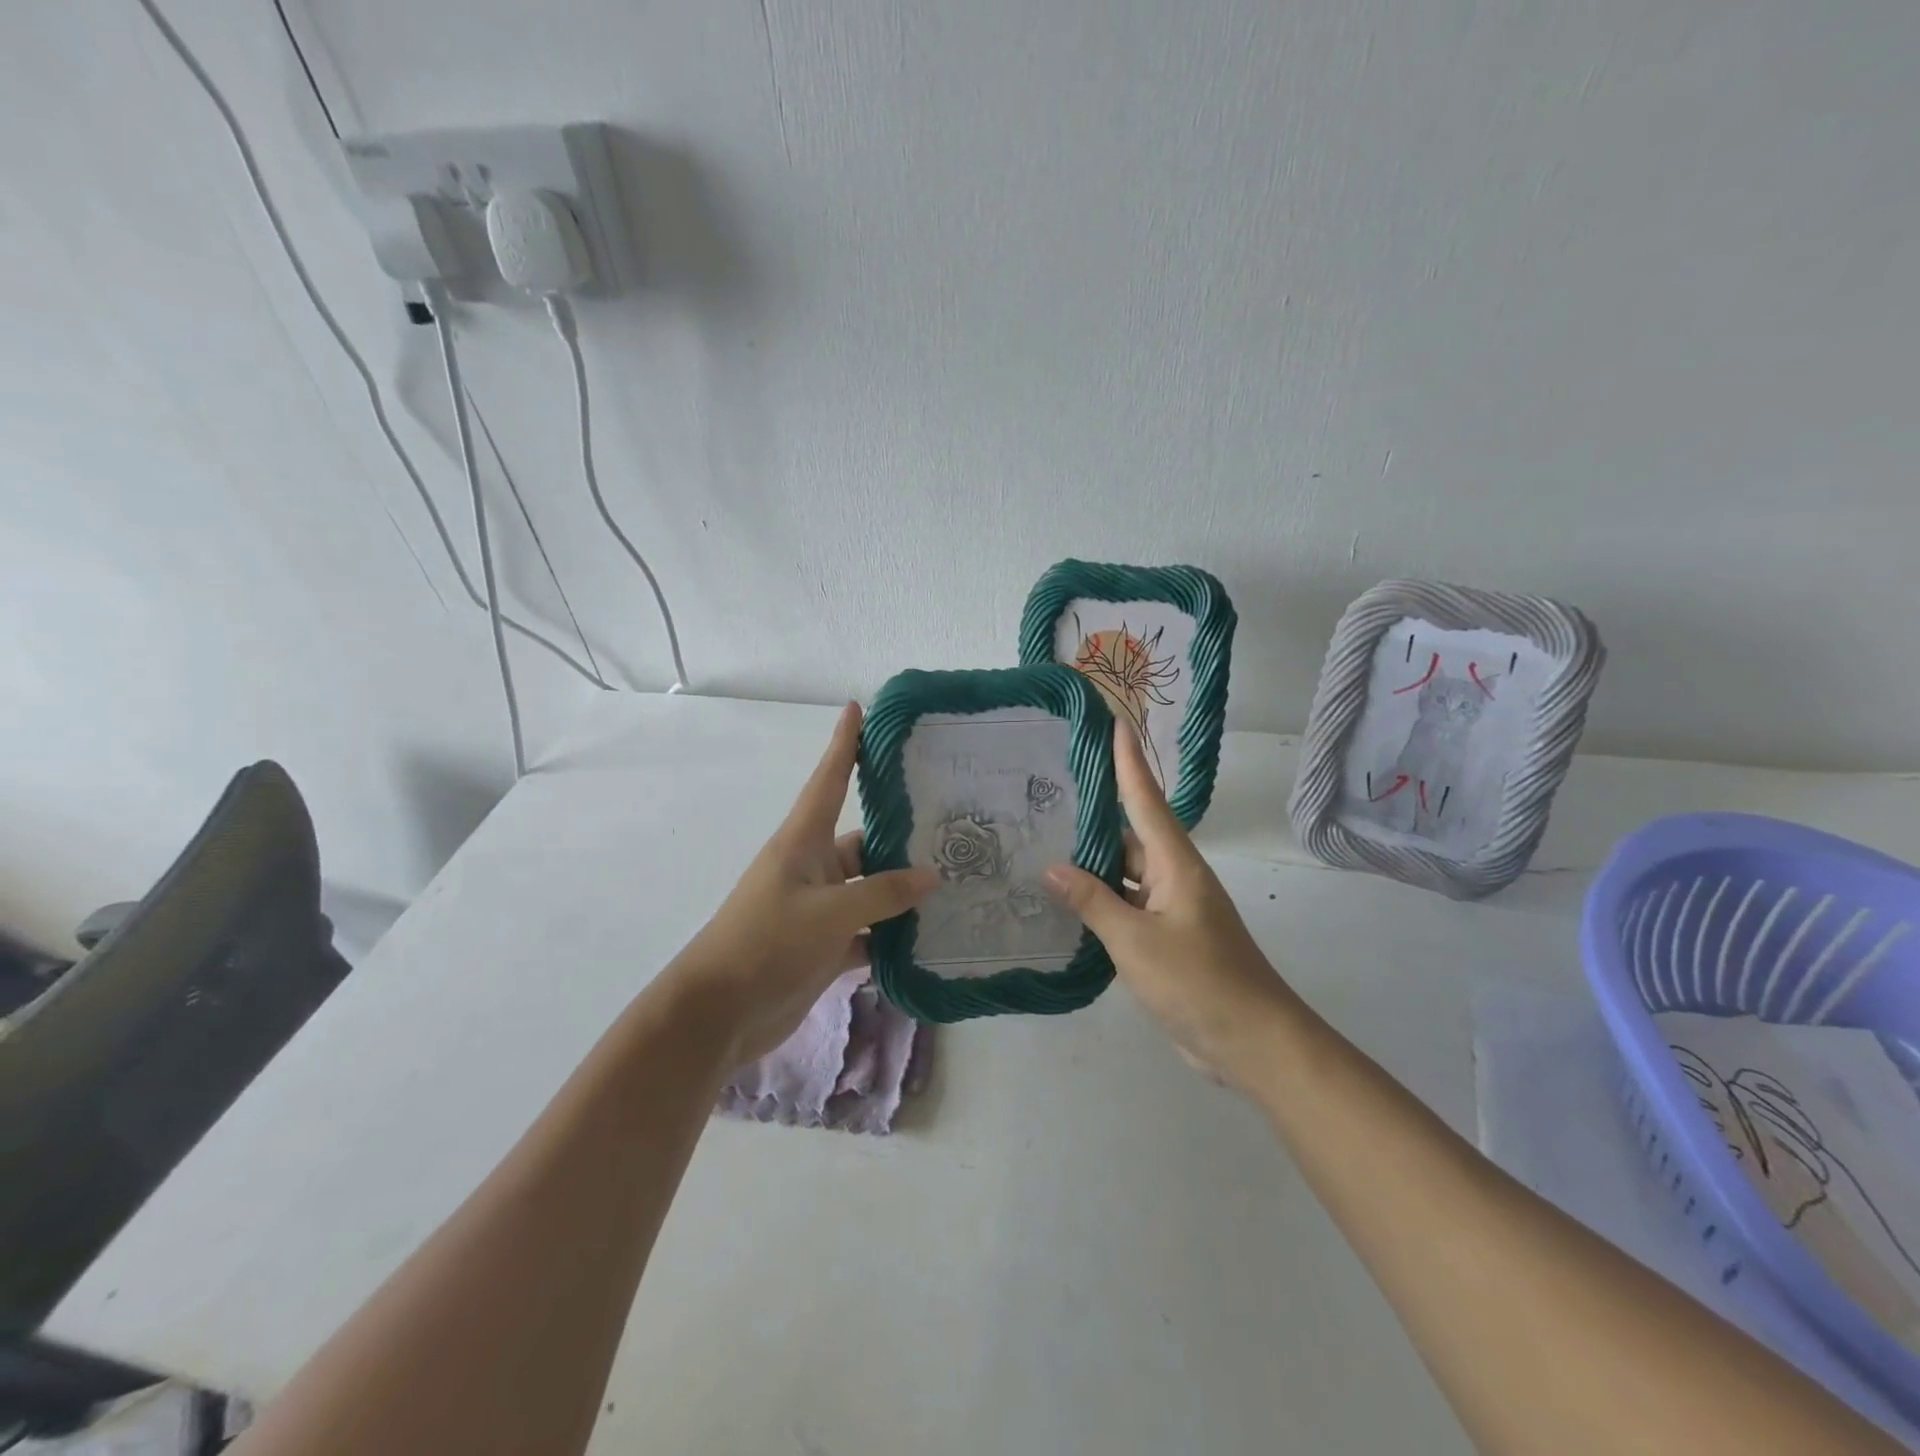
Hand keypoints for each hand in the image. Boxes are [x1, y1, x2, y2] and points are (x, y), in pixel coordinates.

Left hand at [667, 703, 936, 1066]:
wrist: (719, 1014)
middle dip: (904, 836)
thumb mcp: (828, 913)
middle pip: (866, 841)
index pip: (829, 779)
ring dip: (904, 893)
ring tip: (957, 884)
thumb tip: (931, 876)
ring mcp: (819, 909)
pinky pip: (869, 932)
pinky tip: (932, 938)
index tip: (858, 707)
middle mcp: (814, 868)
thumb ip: (882, 893)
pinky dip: (894, 936)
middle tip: (957, 828)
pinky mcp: (825, 946)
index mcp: (803, 842)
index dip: (844, 743)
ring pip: (872, 890)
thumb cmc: (766, 943)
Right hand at [1045, 722, 1300, 1089]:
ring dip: (1092, 863)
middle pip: (1130, 835)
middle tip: (1047, 793)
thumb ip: (1093, 902)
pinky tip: (1068, 901)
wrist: (1253, 1043)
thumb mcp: (1136, 941)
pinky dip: (1100, 900)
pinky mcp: (1166, 938)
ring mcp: (1171, 909)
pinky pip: (1127, 906)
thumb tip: (1053, 867)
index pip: (1146, 799)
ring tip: (1044, 843)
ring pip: (1125, 874)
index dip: (1129, 761)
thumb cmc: (1198, 982)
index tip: (1115, 722)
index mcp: (1176, 864)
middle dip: (1094, 815)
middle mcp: (1174, 877)